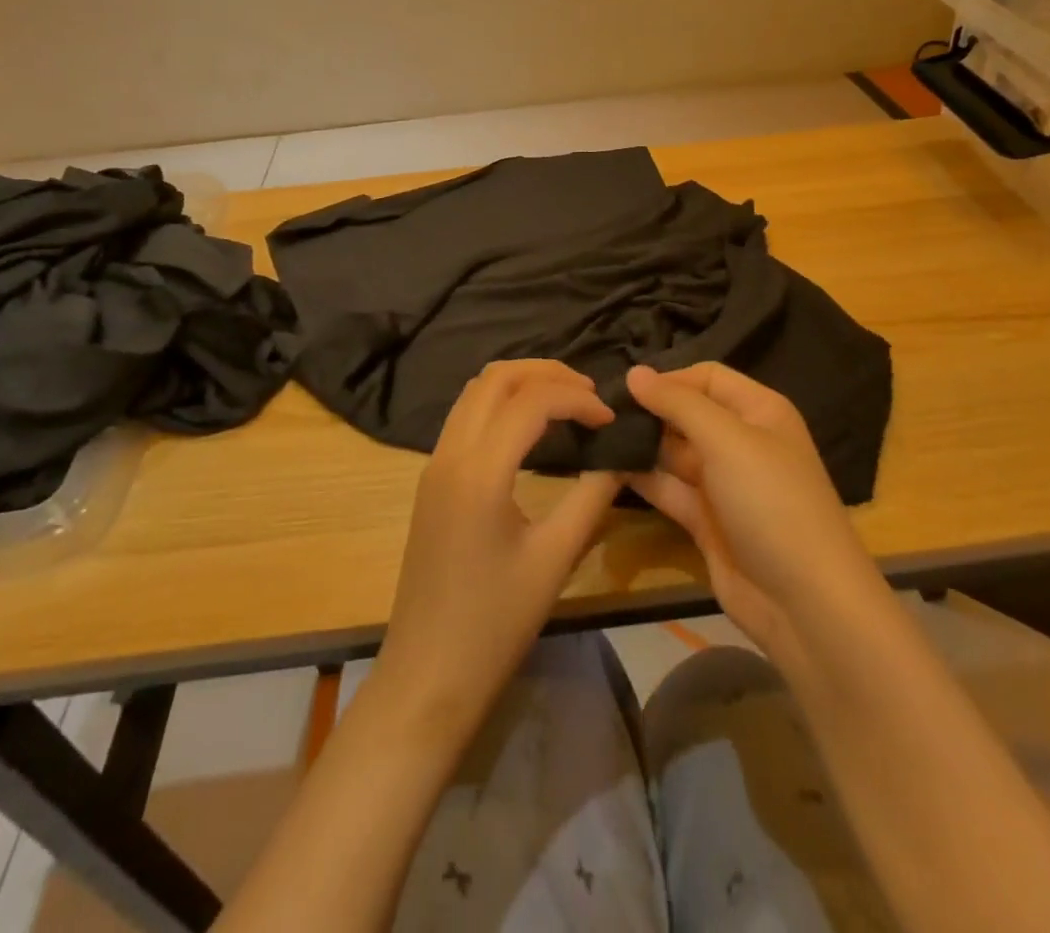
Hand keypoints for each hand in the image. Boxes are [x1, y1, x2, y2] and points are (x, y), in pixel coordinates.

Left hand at [373, 360, 623, 742]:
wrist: (427, 675)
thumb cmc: (494, 624)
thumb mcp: (555, 559)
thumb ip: (592, 496)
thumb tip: (621, 455)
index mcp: (479, 471)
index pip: (531, 401)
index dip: (577, 398)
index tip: (610, 420)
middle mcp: (450, 453)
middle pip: (495, 378)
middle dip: (546, 373)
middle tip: (588, 394)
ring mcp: (434, 464)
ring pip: (475, 392)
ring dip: (520, 384)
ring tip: (565, 402)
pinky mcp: (431, 480)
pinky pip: (465, 417)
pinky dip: (501, 404)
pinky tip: (531, 430)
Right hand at [625, 363, 879, 673]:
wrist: (805, 603)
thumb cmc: (770, 503)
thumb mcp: (726, 440)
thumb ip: (678, 403)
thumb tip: (634, 372)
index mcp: (759, 411)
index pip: (708, 377)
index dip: (669, 379)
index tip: (625, 389)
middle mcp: (741, 441)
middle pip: (687, 414)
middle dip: (649, 412)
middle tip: (600, 414)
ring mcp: (723, 483)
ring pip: (673, 452)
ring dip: (640, 445)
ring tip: (595, 437)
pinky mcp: (705, 520)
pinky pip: (668, 489)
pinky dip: (641, 479)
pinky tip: (604, 469)